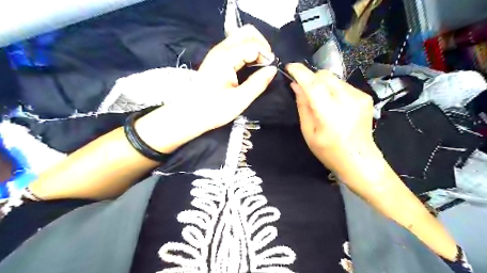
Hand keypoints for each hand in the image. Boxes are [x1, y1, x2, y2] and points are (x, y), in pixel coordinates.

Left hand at [134, 25, 277, 153]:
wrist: (190, 114)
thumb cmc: (214, 109)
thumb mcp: (240, 100)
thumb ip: (258, 83)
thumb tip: (273, 70)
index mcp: (226, 58)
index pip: (253, 45)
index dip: (266, 55)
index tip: (271, 69)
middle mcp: (220, 50)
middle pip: (246, 32)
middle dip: (261, 44)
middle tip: (267, 63)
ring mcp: (217, 53)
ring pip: (241, 37)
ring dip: (254, 47)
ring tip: (261, 65)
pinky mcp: (216, 58)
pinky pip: (235, 46)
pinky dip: (247, 51)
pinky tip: (250, 65)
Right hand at [286, 62, 375, 171]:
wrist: (359, 160)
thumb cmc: (329, 151)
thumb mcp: (308, 132)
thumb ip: (302, 106)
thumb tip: (296, 85)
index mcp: (330, 113)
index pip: (313, 83)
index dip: (300, 72)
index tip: (289, 67)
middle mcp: (347, 100)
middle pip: (324, 75)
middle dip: (311, 78)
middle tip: (304, 90)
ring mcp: (359, 96)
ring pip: (334, 78)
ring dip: (322, 84)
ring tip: (321, 101)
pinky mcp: (365, 97)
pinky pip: (343, 85)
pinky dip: (333, 89)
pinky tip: (333, 104)